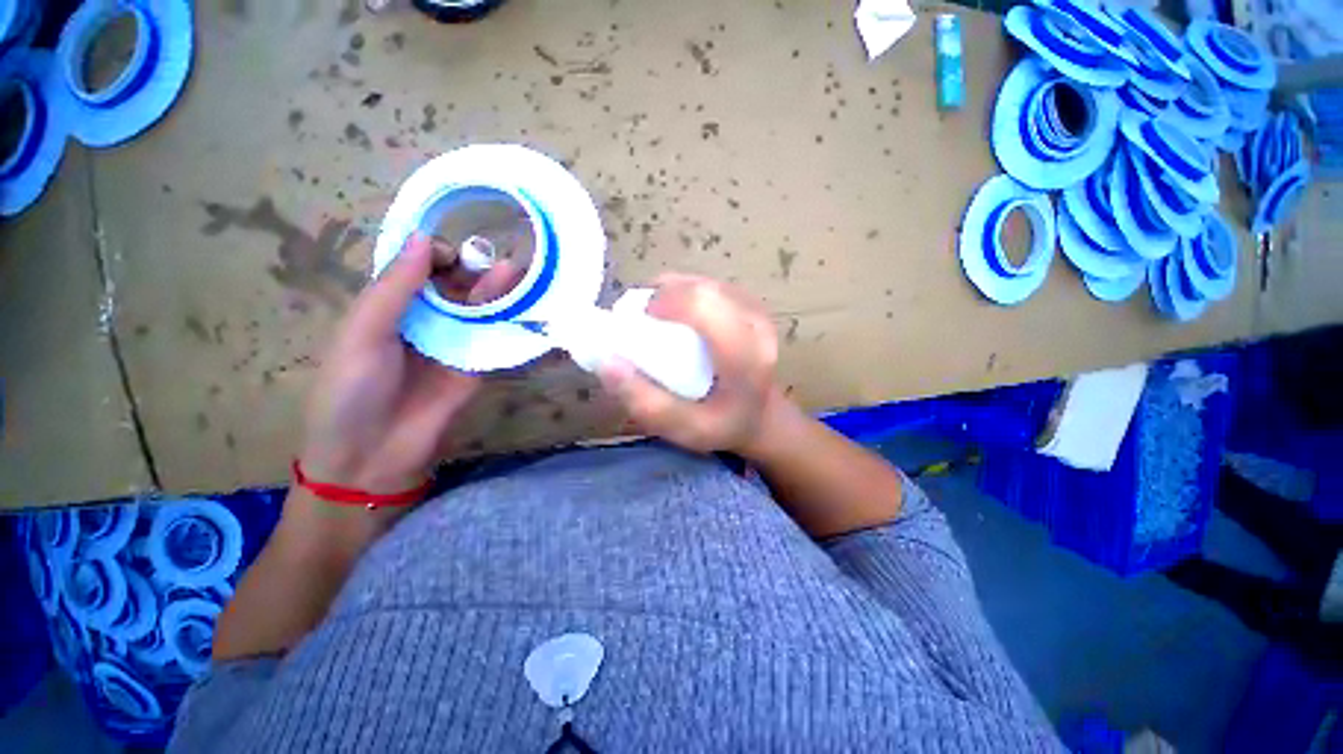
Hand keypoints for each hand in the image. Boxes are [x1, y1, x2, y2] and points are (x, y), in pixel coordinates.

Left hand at [298, 234, 518, 495]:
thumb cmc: (352, 389)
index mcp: (390, 306)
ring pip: (480, 308)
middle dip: (474, 269)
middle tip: (496, 260)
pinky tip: (526, 304)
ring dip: (498, 289)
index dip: (436, 254)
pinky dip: (511, 321)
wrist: (374, 453)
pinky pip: (495, 338)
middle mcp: (425, 319)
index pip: (419, 268)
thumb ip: (396, 288)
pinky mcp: (478, 364)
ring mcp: (455, 342)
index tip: (450, 255)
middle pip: (454, 285)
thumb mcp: (364, 332)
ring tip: (518, 271)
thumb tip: (424, 238)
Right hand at [597, 273, 780, 454]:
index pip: (705, 307)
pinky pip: (709, 285)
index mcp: (746, 358)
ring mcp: (756, 310)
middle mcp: (757, 326)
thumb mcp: (682, 428)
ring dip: (672, 292)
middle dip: (663, 294)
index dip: (665, 301)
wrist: (761, 415)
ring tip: (655, 316)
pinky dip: (685, 293)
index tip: (638, 319)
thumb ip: (644, 400)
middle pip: (702, 289)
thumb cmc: (722, 425)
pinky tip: (676, 313)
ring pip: (704, 282)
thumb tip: (607, 360)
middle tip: (641, 318)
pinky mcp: (750, 303)